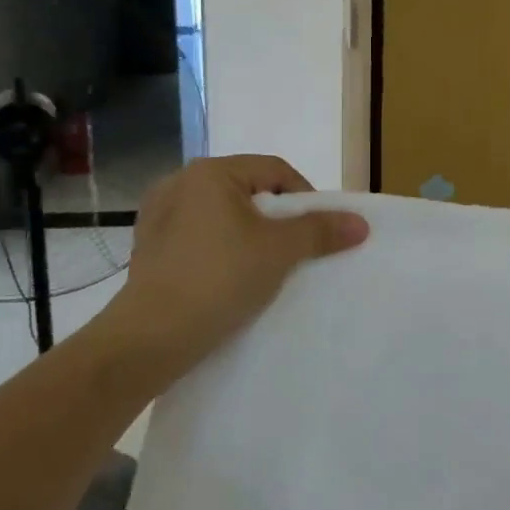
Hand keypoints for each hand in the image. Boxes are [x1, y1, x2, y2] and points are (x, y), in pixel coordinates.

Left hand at [84, 155, 367, 392]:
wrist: (150, 338)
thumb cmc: (219, 279)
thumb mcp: (279, 252)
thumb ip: (320, 231)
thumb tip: (360, 222)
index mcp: (210, 172)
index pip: (275, 170)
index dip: (305, 197)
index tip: (319, 230)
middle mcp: (179, 182)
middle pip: (247, 190)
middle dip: (276, 216)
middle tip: (295, 248)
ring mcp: (157, 215)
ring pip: (222, 214)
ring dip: (248, 233)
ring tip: (263, 264)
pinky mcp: (148, 246)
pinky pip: (198, 235)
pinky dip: (220, 248)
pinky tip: (228, 276)